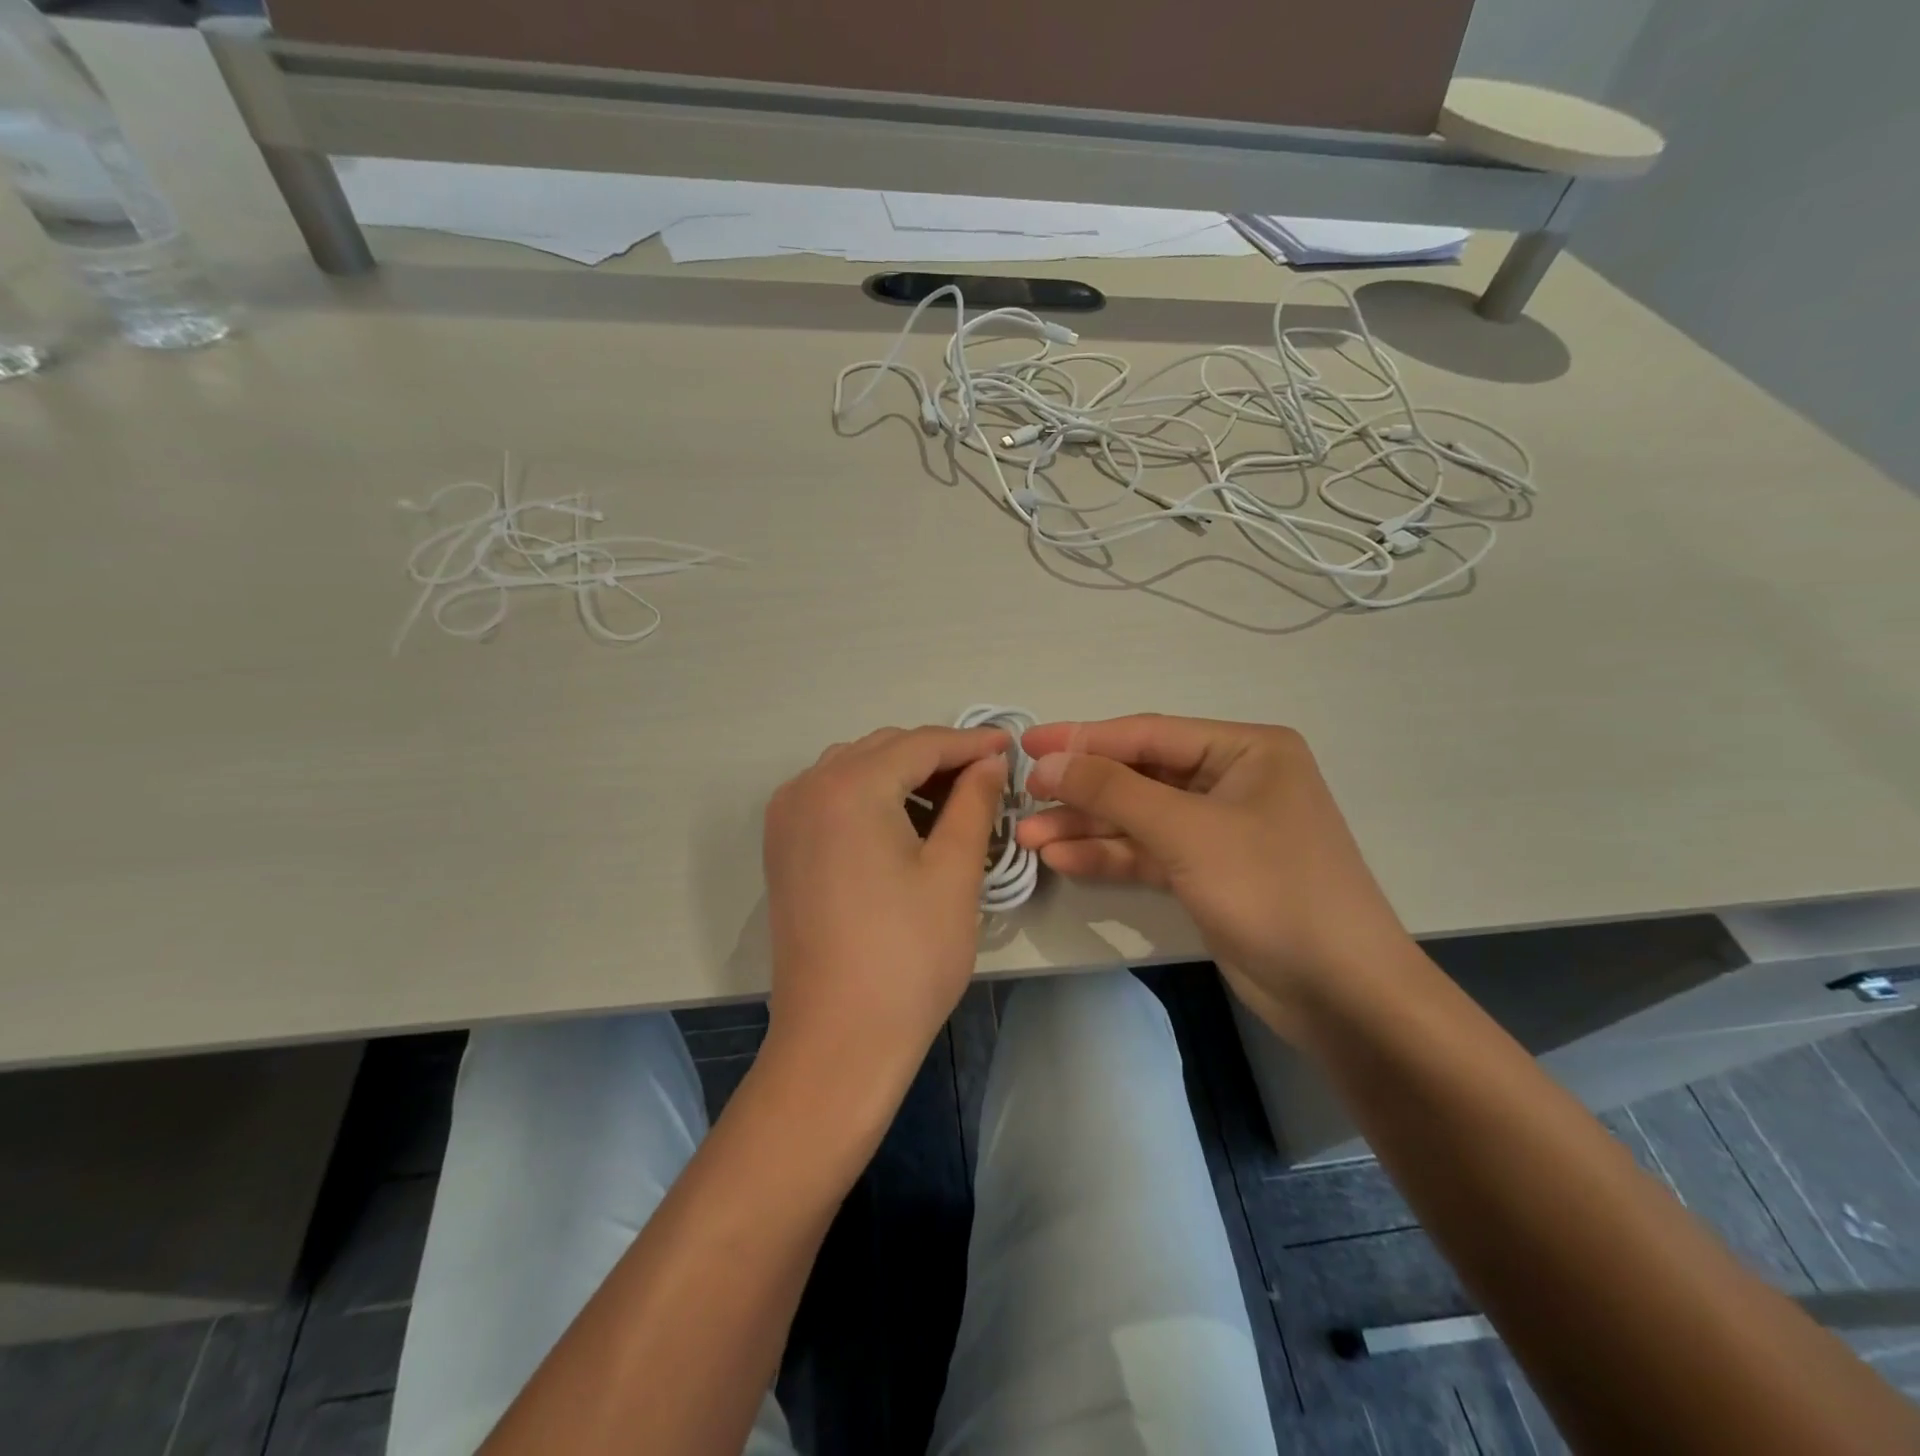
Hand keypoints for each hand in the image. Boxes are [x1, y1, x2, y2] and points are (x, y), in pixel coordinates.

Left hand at [762, 725, 1007, 1097]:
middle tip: (988, 778)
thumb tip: (990, 762)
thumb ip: (974, 803)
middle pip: (884, 750)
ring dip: (903, 774)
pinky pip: (832, 797)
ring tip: (952, 800)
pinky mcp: (783, 847)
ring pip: (855, 769)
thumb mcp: (953, 872)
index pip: (920, 744)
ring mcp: (787, 818)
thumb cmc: (907, 956)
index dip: (971, 742)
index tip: (1011, 745)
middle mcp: (807, 787)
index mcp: (849, 787)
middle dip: (938, 757)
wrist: (838, 1040)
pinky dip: (872, 796)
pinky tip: (905, 821)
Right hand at [1017, 715, 1410, 1036]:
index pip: (1148, 734)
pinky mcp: (1209, 872)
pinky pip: (1149, 853)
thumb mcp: (1187, 831)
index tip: (1027, 746)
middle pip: (1140, 776)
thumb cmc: (1272, 890)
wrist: (1341, 994)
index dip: (1083, 738)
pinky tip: (1062, 860)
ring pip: (1139, 817)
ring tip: (1029, 837)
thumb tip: (1049, 762)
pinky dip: (1109, 856)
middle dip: (1082, 790)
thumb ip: (1113, 791)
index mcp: (1246, 750)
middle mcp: (1233, 781)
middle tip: (1024, 798)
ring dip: (1087, 827)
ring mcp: (1219, 830)